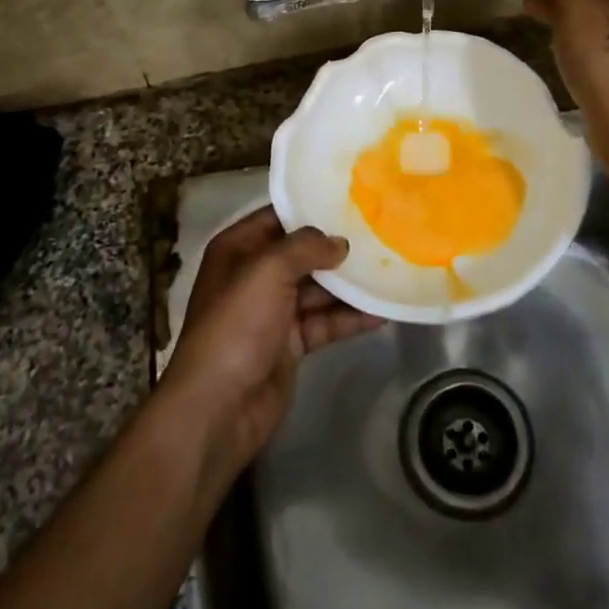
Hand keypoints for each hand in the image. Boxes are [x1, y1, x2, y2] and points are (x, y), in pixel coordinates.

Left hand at [160, 205, 381, 482]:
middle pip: (302, 253)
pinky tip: (382, 312)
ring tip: (390, 270)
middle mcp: (254, 275)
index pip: (278, 217)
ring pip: (318, 289)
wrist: (219, 408)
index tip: (353, 200)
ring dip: (349, 284)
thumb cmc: (236, 326)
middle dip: (337, 247)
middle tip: (381, 234)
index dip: (311, 208)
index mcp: (238, 250)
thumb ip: (305, 247)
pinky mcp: (290, 344)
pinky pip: (325, 322)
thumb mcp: (267, 272)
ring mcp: (273, 312)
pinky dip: (350, 317)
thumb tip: (339, 243)